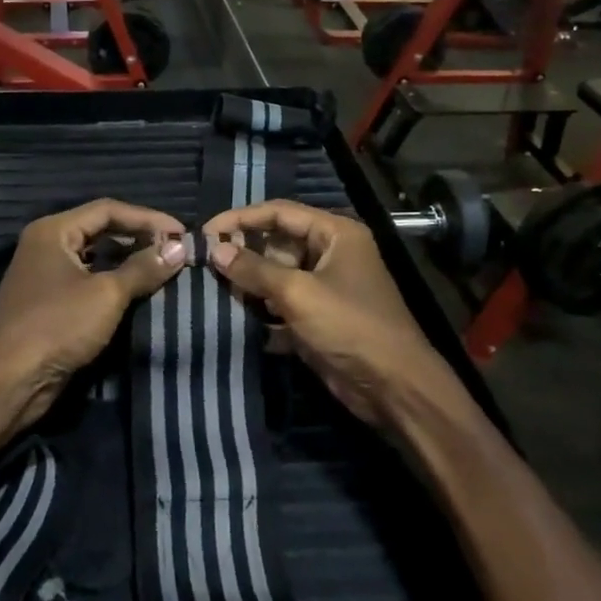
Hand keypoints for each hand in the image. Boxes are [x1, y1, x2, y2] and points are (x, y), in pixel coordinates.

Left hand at [0, 200, 186, 440]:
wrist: (8, 382)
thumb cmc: (56, 326)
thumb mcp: (106, 295)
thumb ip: (143, 268)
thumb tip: (179, 248)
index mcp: (53, 231)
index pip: (108, 210)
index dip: (147, 218)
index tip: (182, 233)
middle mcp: (46, 245)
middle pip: (100, 231)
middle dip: (139, 239)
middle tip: (175, 251)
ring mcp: (45, 276)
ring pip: (95, 259)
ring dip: (128, 263)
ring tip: (164, 270)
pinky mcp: (49, 304)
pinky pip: (88, 283)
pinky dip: (114, 285)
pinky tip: (139, 294)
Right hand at [203, 200, 448, 429]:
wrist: (393, 387)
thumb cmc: (350, 326)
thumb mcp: (298, 293)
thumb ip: (254, 269)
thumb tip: (215, 249)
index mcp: (336, 234)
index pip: (280, 212)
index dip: (241, 218)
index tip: (206, 232)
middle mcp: (331, 254)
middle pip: (277, 243)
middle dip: (244, 253)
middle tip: (206, 265)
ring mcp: (326, 287)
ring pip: (277, 276)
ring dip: (249, 284)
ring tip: (213, 290)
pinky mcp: (319, 318)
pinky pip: (283, 304)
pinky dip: (262, 310)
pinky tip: (234, 318)